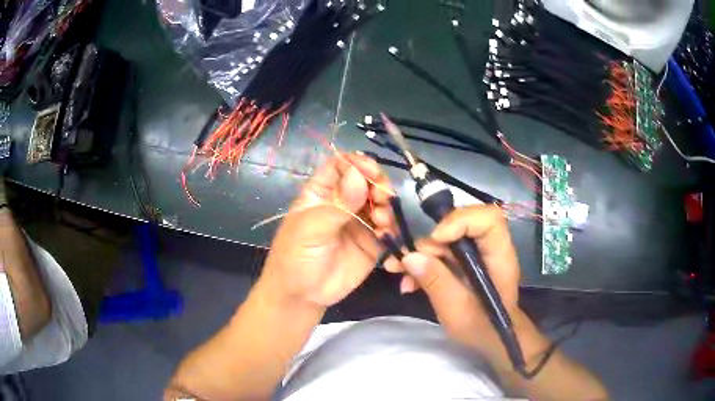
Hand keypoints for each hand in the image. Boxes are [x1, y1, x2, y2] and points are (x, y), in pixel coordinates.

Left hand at [257, 154, 395, 308]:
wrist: (303, 295)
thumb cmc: (295, 257)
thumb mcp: (311, 228)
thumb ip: (337, 204)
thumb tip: (359, 175)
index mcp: (321, 192)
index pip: (341, 166)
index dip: (356, 164)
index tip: (371, 171)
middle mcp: (342, 202)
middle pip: (366, 180)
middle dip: (377, 185)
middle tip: (382, 198)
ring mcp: (359, 221)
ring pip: (379, 202)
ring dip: (387, 206)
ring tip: (383, 222)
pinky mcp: (372, 241)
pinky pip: (387, 227)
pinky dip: (392, 227)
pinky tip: (386, 234)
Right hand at [396, 205, 520, 347]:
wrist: (488, 338)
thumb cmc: (481, 327)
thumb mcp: (457, 310)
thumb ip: (437, 282)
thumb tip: (410, 256)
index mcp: (499, 255)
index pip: (487, 219)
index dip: (461, 220)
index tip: (435, 240)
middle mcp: (488, 247)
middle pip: (459, 225)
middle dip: (430, 242)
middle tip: (406, 262)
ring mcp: (474, 253)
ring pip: (444, 239)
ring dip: (419, 254)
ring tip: (398, 272)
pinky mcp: (461, 262)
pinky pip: (439, 253)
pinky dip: (421, 264)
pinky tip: (408, 283)